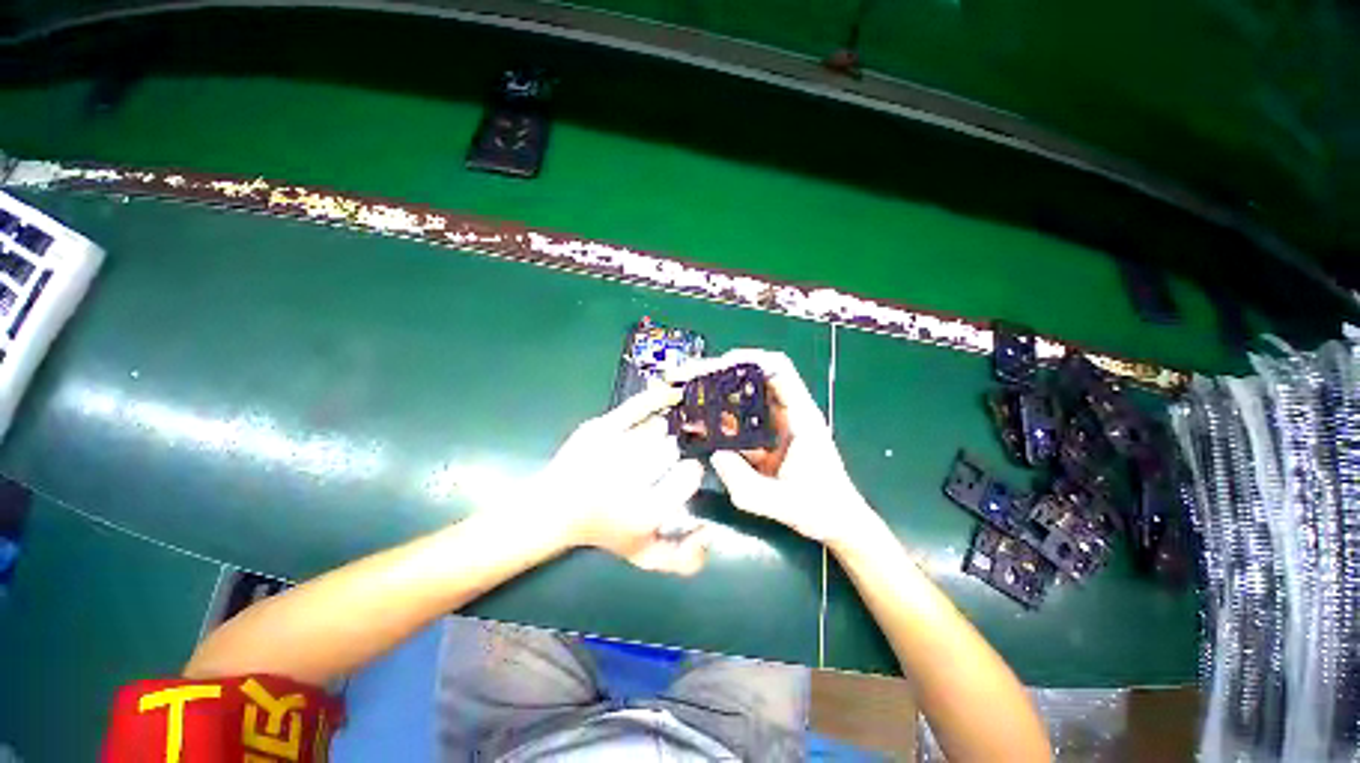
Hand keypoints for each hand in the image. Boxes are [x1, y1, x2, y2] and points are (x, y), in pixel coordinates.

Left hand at [525, 385, 708, 574]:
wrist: (555, 507)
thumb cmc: (606, 530)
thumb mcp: (644, 555)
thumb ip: (683, 559)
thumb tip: (710, 532)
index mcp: (644, 511)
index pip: (690, 474)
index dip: (691, 471)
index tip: (685, 472)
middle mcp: (628, 478)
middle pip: (672, 448)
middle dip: (675, 450)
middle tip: (669, 456)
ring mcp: (611, 448)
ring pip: (658, 428)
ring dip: (664, 432)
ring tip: (660, 440)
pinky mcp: (599, 427)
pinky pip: (637, 406)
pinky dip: (658, 397)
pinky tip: (674, 395)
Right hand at [669, 349, 881, 547]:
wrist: (837, 522)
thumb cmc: (820, 509)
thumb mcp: (780, 502)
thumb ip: (745, 482)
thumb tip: (714, 454)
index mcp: (801, 416)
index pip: (778, 368)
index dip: (748, 359)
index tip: (718, 365)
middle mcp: (789, 413)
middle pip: (755, 377)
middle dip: (722, 374)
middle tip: (692, 379)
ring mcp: (777, 425)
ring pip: (744, 398)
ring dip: (717, 395)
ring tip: (688, 399)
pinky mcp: (767, 438)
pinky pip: (740, 420)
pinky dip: (719, 418)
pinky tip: (698, 426)